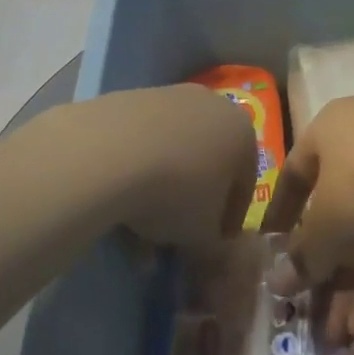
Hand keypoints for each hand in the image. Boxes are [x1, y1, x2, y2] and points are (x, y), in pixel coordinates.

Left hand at [35, 85, 257, 250]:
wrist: (109, 153)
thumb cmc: (176, 193)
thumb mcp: (202, 237)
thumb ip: (213, 250)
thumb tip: (209, 258)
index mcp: (242, 132)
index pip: (244, 184)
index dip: (227, 221)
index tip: (210, 246)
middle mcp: (211, 104)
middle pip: (206, 163)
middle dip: (191, 202)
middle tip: (174, 236)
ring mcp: (168, 96)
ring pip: (171, 153)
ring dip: (159, 191)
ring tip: (137, 230)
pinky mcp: (129, 97)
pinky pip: (140, 142)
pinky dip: (133, 172)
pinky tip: (116, 204)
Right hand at [260, 96, 353, 343]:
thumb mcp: (329, 220)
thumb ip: (305, 255)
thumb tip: (278, 283)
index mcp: (327, 131)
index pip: (295, 175)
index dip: (280, 214)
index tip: (271, 251)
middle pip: (335, 212)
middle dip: (325, 269)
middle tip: (312, 315)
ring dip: (353, 283)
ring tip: (341, 337)